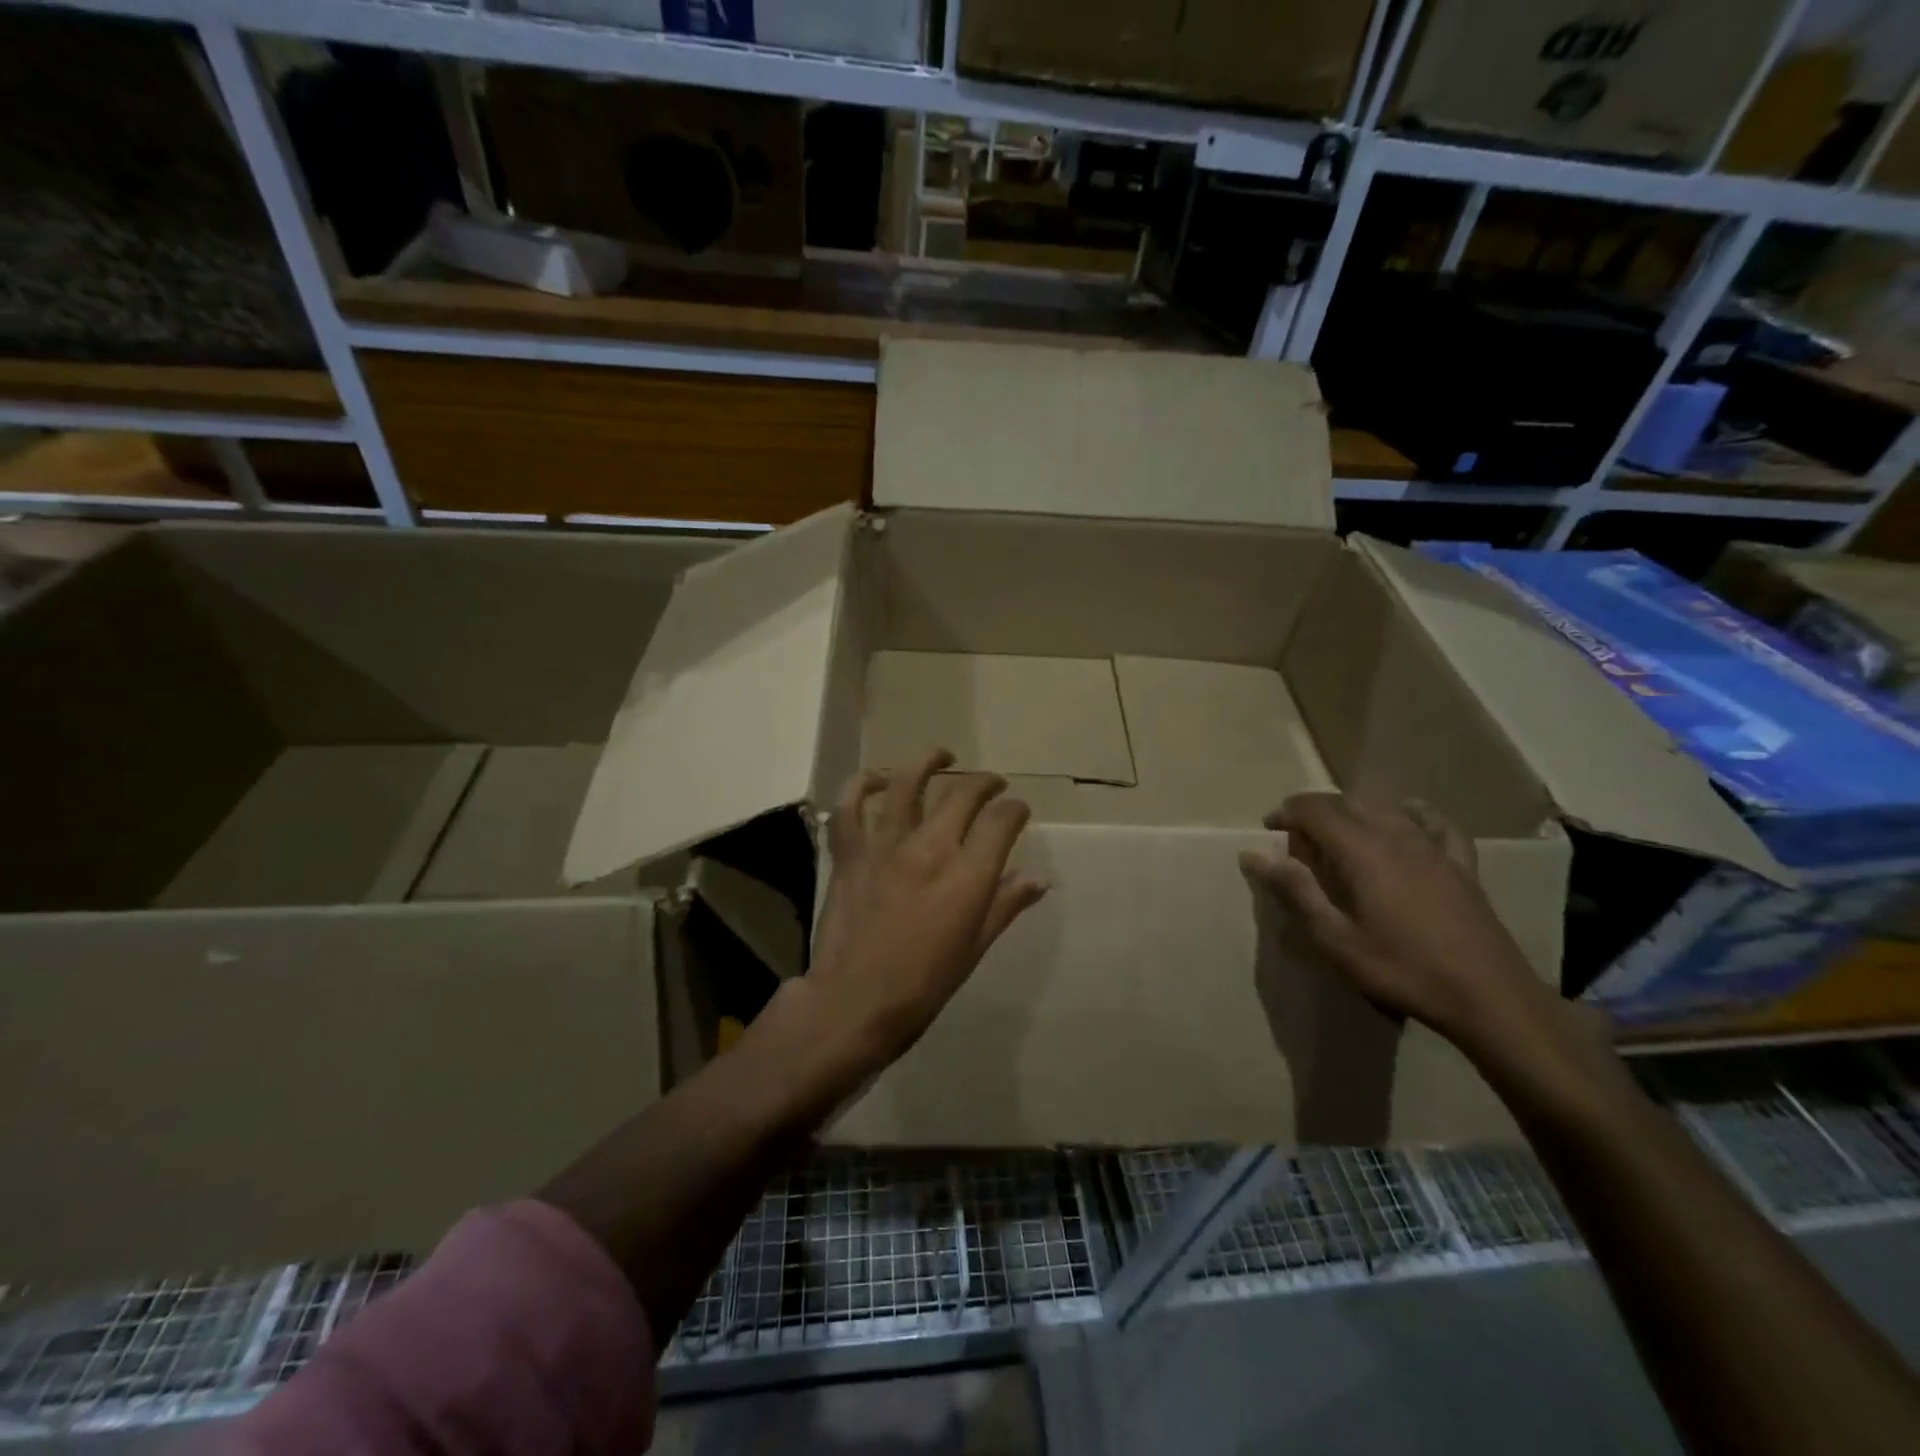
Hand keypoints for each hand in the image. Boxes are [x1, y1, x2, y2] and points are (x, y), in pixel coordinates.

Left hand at [801, 748, 1049, 1074]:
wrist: (854, 1003)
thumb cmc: (923, 985)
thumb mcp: (974, 948)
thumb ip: (1005, 905)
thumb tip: (1039, 878)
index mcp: (967, 875)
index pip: (1001, 821)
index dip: (1015, 809)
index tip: (1018, 811)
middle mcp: (930, 848)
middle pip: (963, 794)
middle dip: (985, 783)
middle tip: (992, 785)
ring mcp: (885, 846)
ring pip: (907, 783)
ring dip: (928, 761)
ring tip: (942, 755)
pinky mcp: (850, 853)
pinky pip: (850, 806)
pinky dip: (862, 785)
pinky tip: (877, 779)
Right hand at [1240, 793, 1556, 1054]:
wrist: (1489, 997)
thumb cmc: (1402, 969)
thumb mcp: (1336, 939)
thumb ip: (1296, 891)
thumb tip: (1254, 855)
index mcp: (1362, 851)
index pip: (1315, 810)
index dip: (1287, 812)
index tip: (1269, 829)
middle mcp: (1396, 836)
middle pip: (1348, 802)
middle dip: (1315, 810)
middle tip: (1296, 836)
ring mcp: (1433, 847)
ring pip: (1386, 807)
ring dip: (1354, 810)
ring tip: (1338, 833)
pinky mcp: (1460, 864)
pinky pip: (1435, 822)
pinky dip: (1413, 812)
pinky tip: (1407, 816)